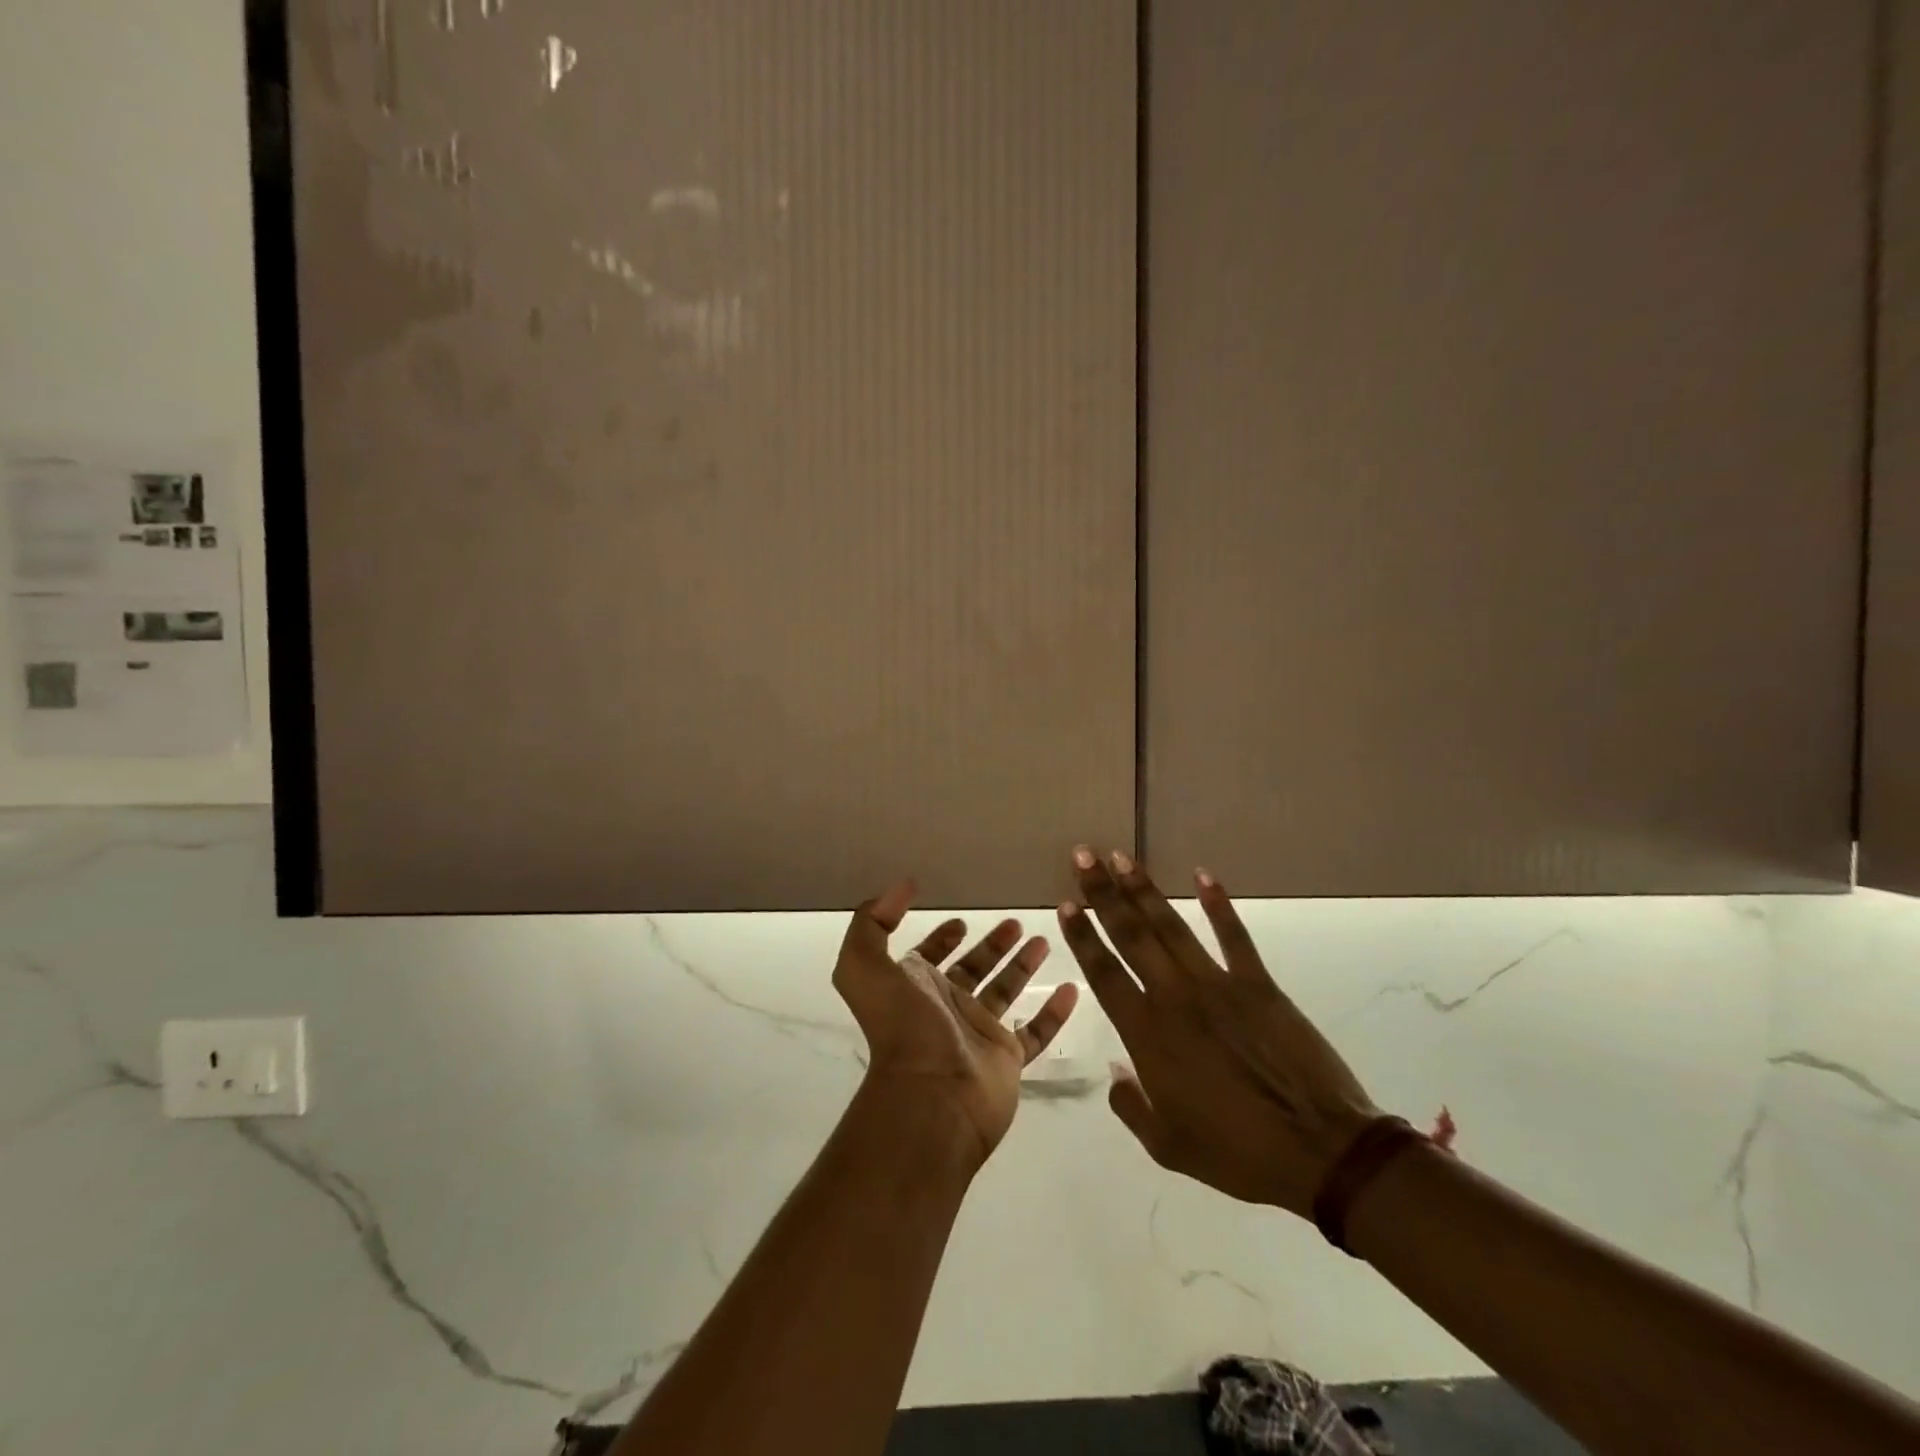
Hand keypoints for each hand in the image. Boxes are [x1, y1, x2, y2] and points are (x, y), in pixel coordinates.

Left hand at [833, 881, 1078, 1170]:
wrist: (932, 1095)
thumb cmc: (901, 1026)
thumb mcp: (865, 966)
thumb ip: (871, 922)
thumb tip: (901, 886)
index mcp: (914, 987)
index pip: (929, 956)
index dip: (941, 938)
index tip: (962, 919)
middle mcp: (946, 1007)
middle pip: (973, 968)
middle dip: (991, 945)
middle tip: (1015, 922)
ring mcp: (978, 1034)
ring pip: (1005, 992)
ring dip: (1022, 966)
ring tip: (1045, 940)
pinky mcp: (1007, 1058)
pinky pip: (1037, 1031)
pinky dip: (1053, 1012)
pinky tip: (1071, 988)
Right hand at [1055, 848, 1380, 1218]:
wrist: (1319, 1151)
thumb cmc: (1237, 1154)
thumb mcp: (1168, 1146)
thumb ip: (1131, 1105)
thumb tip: (1115, 1070)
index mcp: (1148, 1036)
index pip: (1104, 974)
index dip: (1083, 936)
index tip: (1065, 903)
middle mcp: (1175, 998)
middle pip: (1130, 935)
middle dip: (1103, 893)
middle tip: (1083, 854)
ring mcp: (1219, 985)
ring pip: (1172, 926)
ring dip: (1144, 889)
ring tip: (1122, 857)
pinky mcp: (1259, 984)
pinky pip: (1234, 936)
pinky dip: (1218, 904)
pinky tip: (1202, 875)